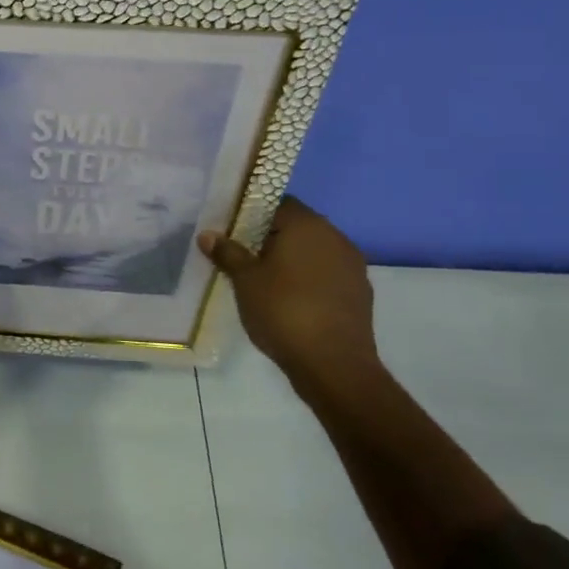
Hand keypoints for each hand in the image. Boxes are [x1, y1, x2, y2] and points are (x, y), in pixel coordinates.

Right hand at [198, 195, 377, 393]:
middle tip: (241, 255)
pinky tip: (289, 300)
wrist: (335, 366)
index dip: (251, 211)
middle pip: (296, 225)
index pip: (276, 202)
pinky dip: (308, 279)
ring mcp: (352, 266)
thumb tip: (208, 235)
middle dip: (269, 236)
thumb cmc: (283, 311)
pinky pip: (327, 274)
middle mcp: (335, 237)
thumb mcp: (245, 281)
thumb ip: (228, 253)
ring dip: (290, 259)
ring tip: (263, 279)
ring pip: (313, 251)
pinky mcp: (359, 293)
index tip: (232, 230)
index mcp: (307, 225)